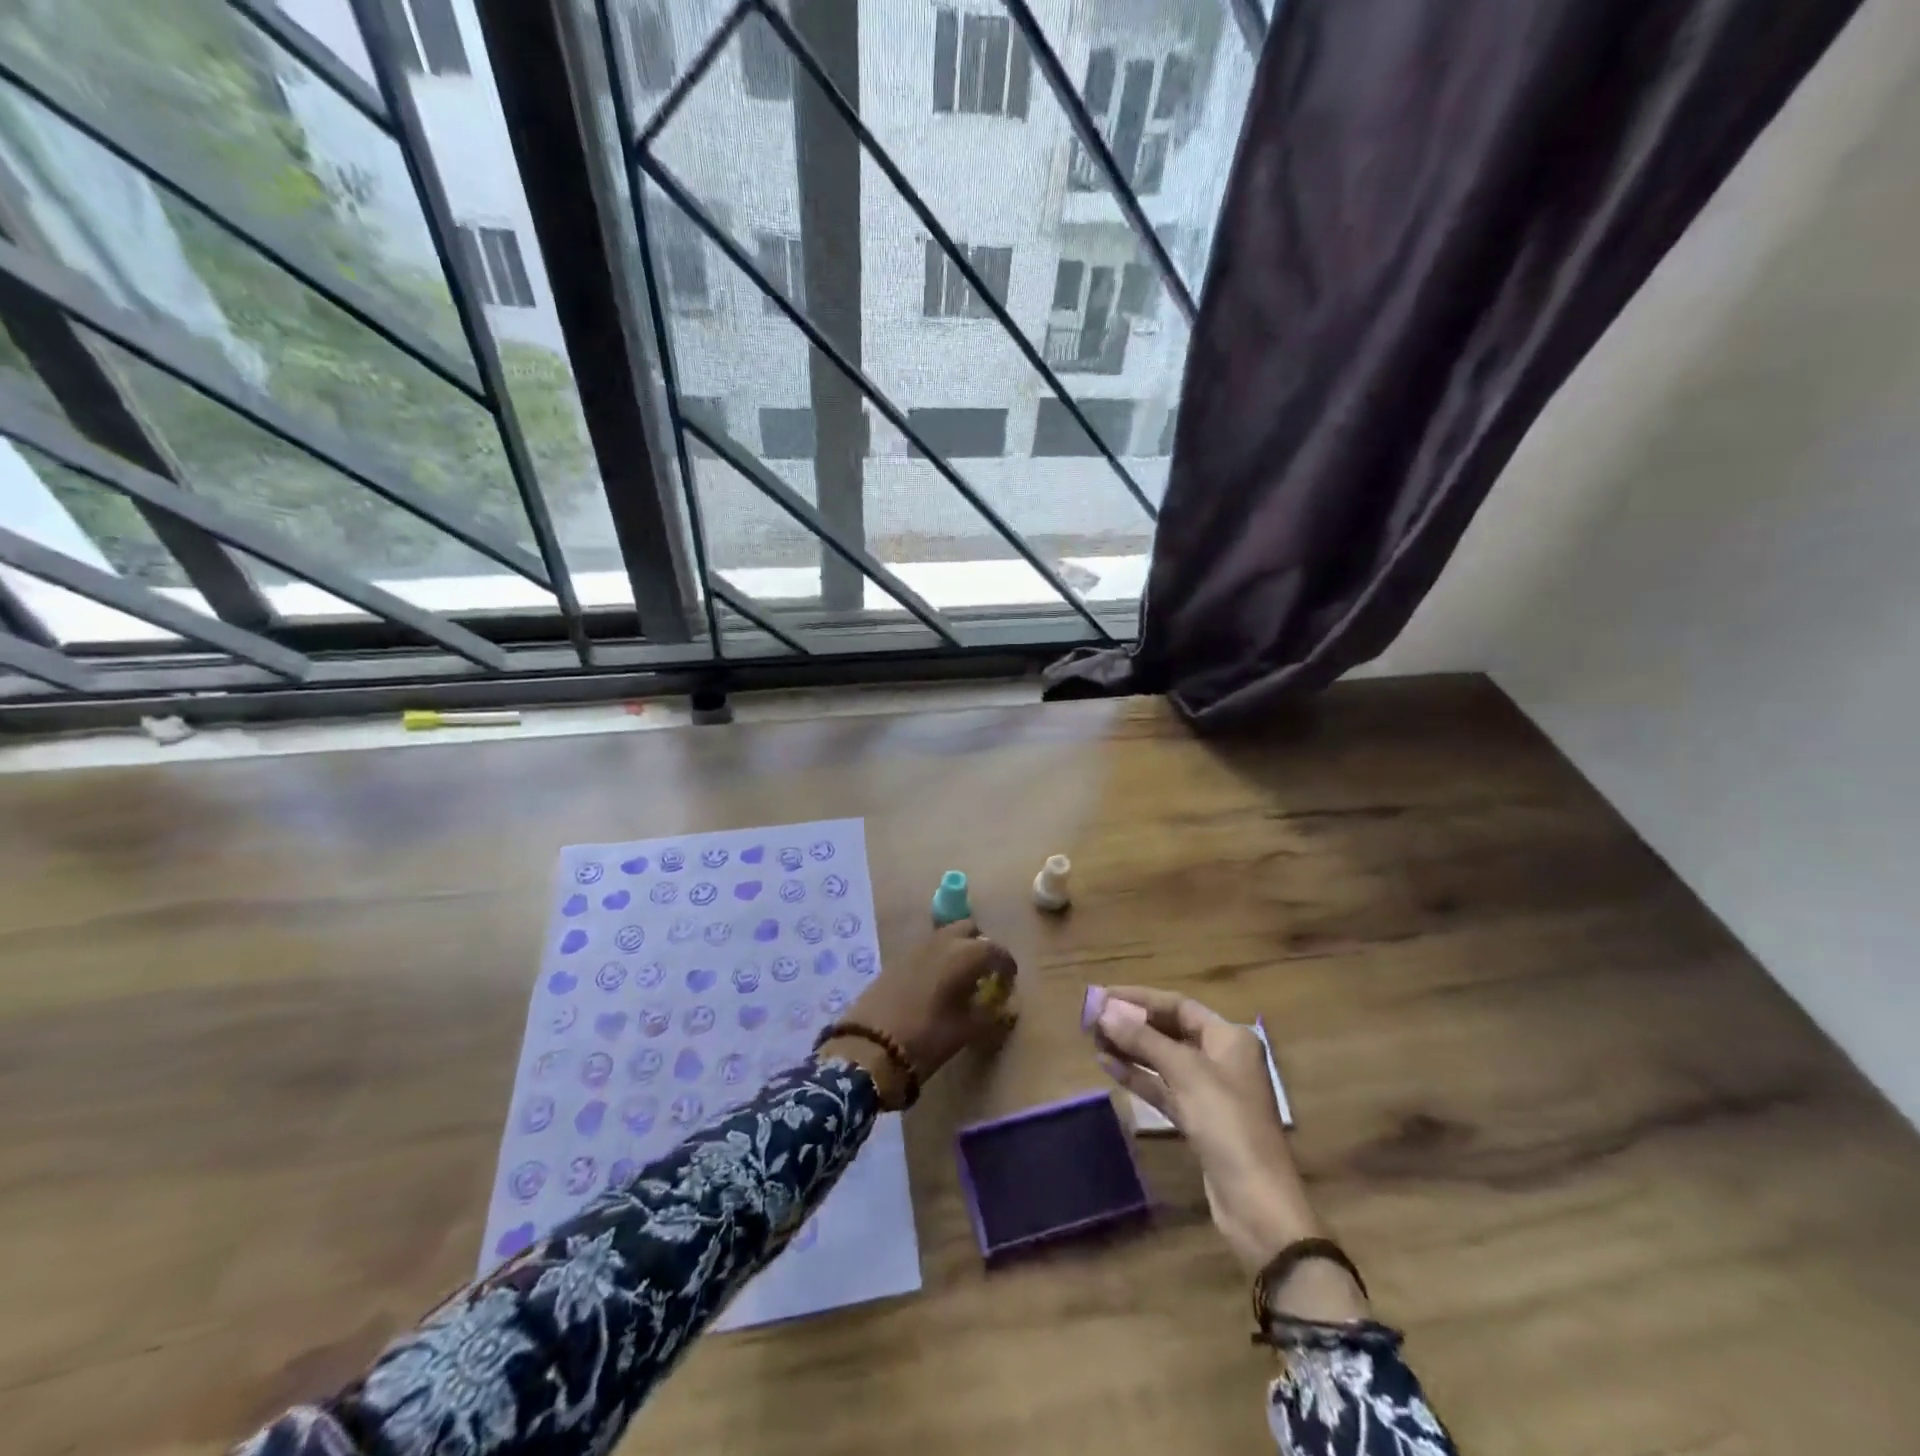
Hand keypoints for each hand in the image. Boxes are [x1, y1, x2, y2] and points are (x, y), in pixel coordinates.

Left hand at [833, 921, 1015, 1090]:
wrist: (869, 1046)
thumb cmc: (927, 1038)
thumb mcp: (966, 1031)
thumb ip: (991, 1015)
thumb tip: (1005, 1008)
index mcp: (964, 954)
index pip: (995, 950)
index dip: (1006, 966)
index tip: (1009, 982)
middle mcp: (942, 941)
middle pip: (969, 930)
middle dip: (981, 946)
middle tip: (985, 973)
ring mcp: (917, 947)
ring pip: (946, 936)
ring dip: (958, 950)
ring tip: (962, 980)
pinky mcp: (897, 959)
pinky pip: (927, 949)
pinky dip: (939, 958)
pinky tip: (937, 985)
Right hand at [1093, 987, 1366, 1320]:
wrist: (1256, 1204)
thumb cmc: (1227, 1124)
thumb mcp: (1185, 1074)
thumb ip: (1144, 1040)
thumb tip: (1104, 1010)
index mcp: (1229, 1038)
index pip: (1178, 1005)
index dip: (1140, 998)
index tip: (1102, 996)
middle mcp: (1221, 1058)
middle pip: (1170, 1030)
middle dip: (1132, 1023)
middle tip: (1092, 1018)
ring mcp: (1209, 1091)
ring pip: (1163, 1059)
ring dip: (1130, 1049)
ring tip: (1093, 1039)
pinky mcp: (1198, 1120)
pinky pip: (1162, 1088)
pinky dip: (1137, 1077)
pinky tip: (1108, 1066)